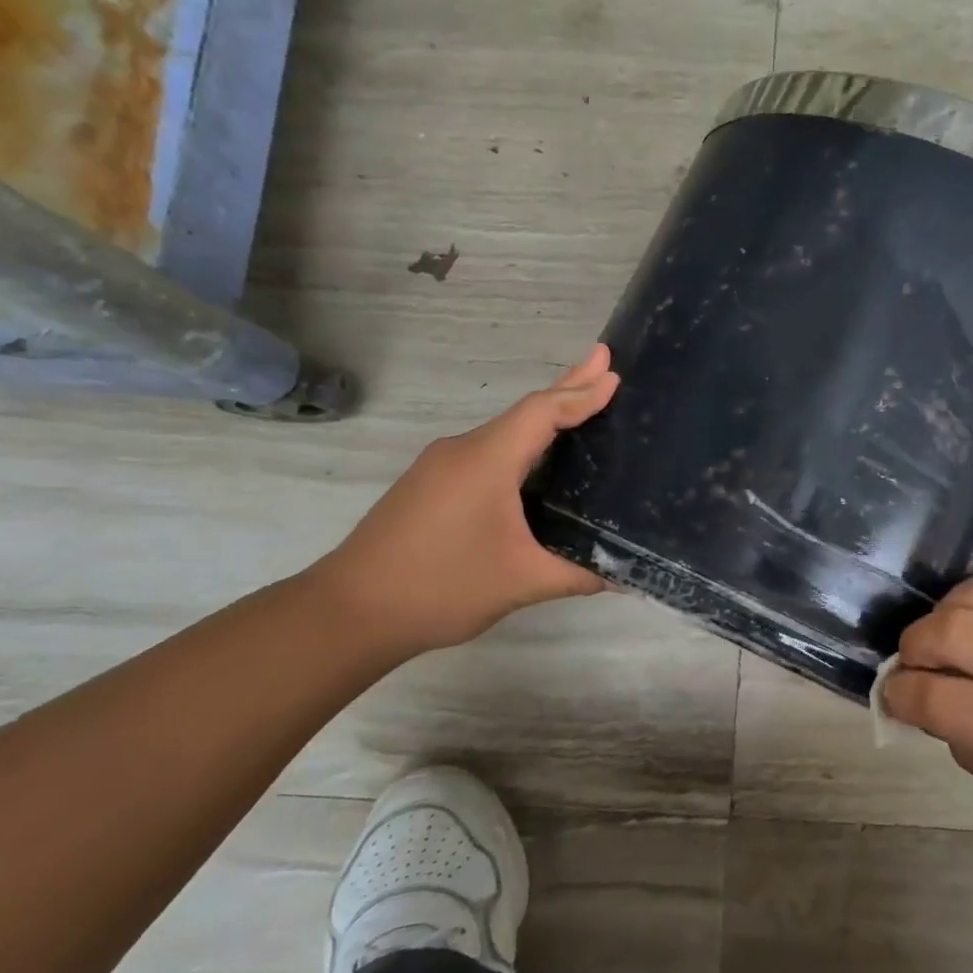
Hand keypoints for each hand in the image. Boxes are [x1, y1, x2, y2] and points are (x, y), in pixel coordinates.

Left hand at [309, 346, 619, 657]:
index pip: (542, 413)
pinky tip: (536, 463)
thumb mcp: (522, 583)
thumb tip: (622, 574)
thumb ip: (577, 574)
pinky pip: (486, 453)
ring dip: (544, 419)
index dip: (581, 393)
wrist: (350, 611)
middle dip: (567, 384)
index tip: (615, 376)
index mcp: (486, 461)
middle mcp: (462, 451)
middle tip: (603, 360)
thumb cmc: (440, 587)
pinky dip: (521, 445)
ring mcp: (441, 467)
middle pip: (524, 411)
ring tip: (582, 409)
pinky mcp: (430, 486)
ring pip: (504, 433)